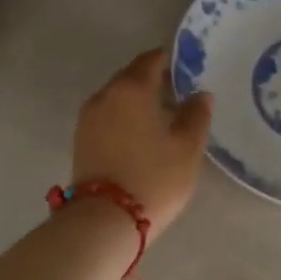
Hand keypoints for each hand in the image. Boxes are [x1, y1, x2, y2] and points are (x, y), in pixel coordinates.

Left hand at [72, 47, 212, 234]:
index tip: (188, 70)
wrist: (104, 220)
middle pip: (132, 75)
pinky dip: (124, 117)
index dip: (171, 61)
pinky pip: (107, 115)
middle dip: (154, 80)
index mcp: (132, 87)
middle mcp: (105, 94)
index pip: (152, 59)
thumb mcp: (187, 147)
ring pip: (117, 96)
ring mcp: (88, 117)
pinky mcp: (81, 139)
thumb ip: (196, 115)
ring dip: (137, 100)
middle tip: (178, 95)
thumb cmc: (154, 178)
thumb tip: (200, 94)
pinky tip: (140, 135)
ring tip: (161, 118)